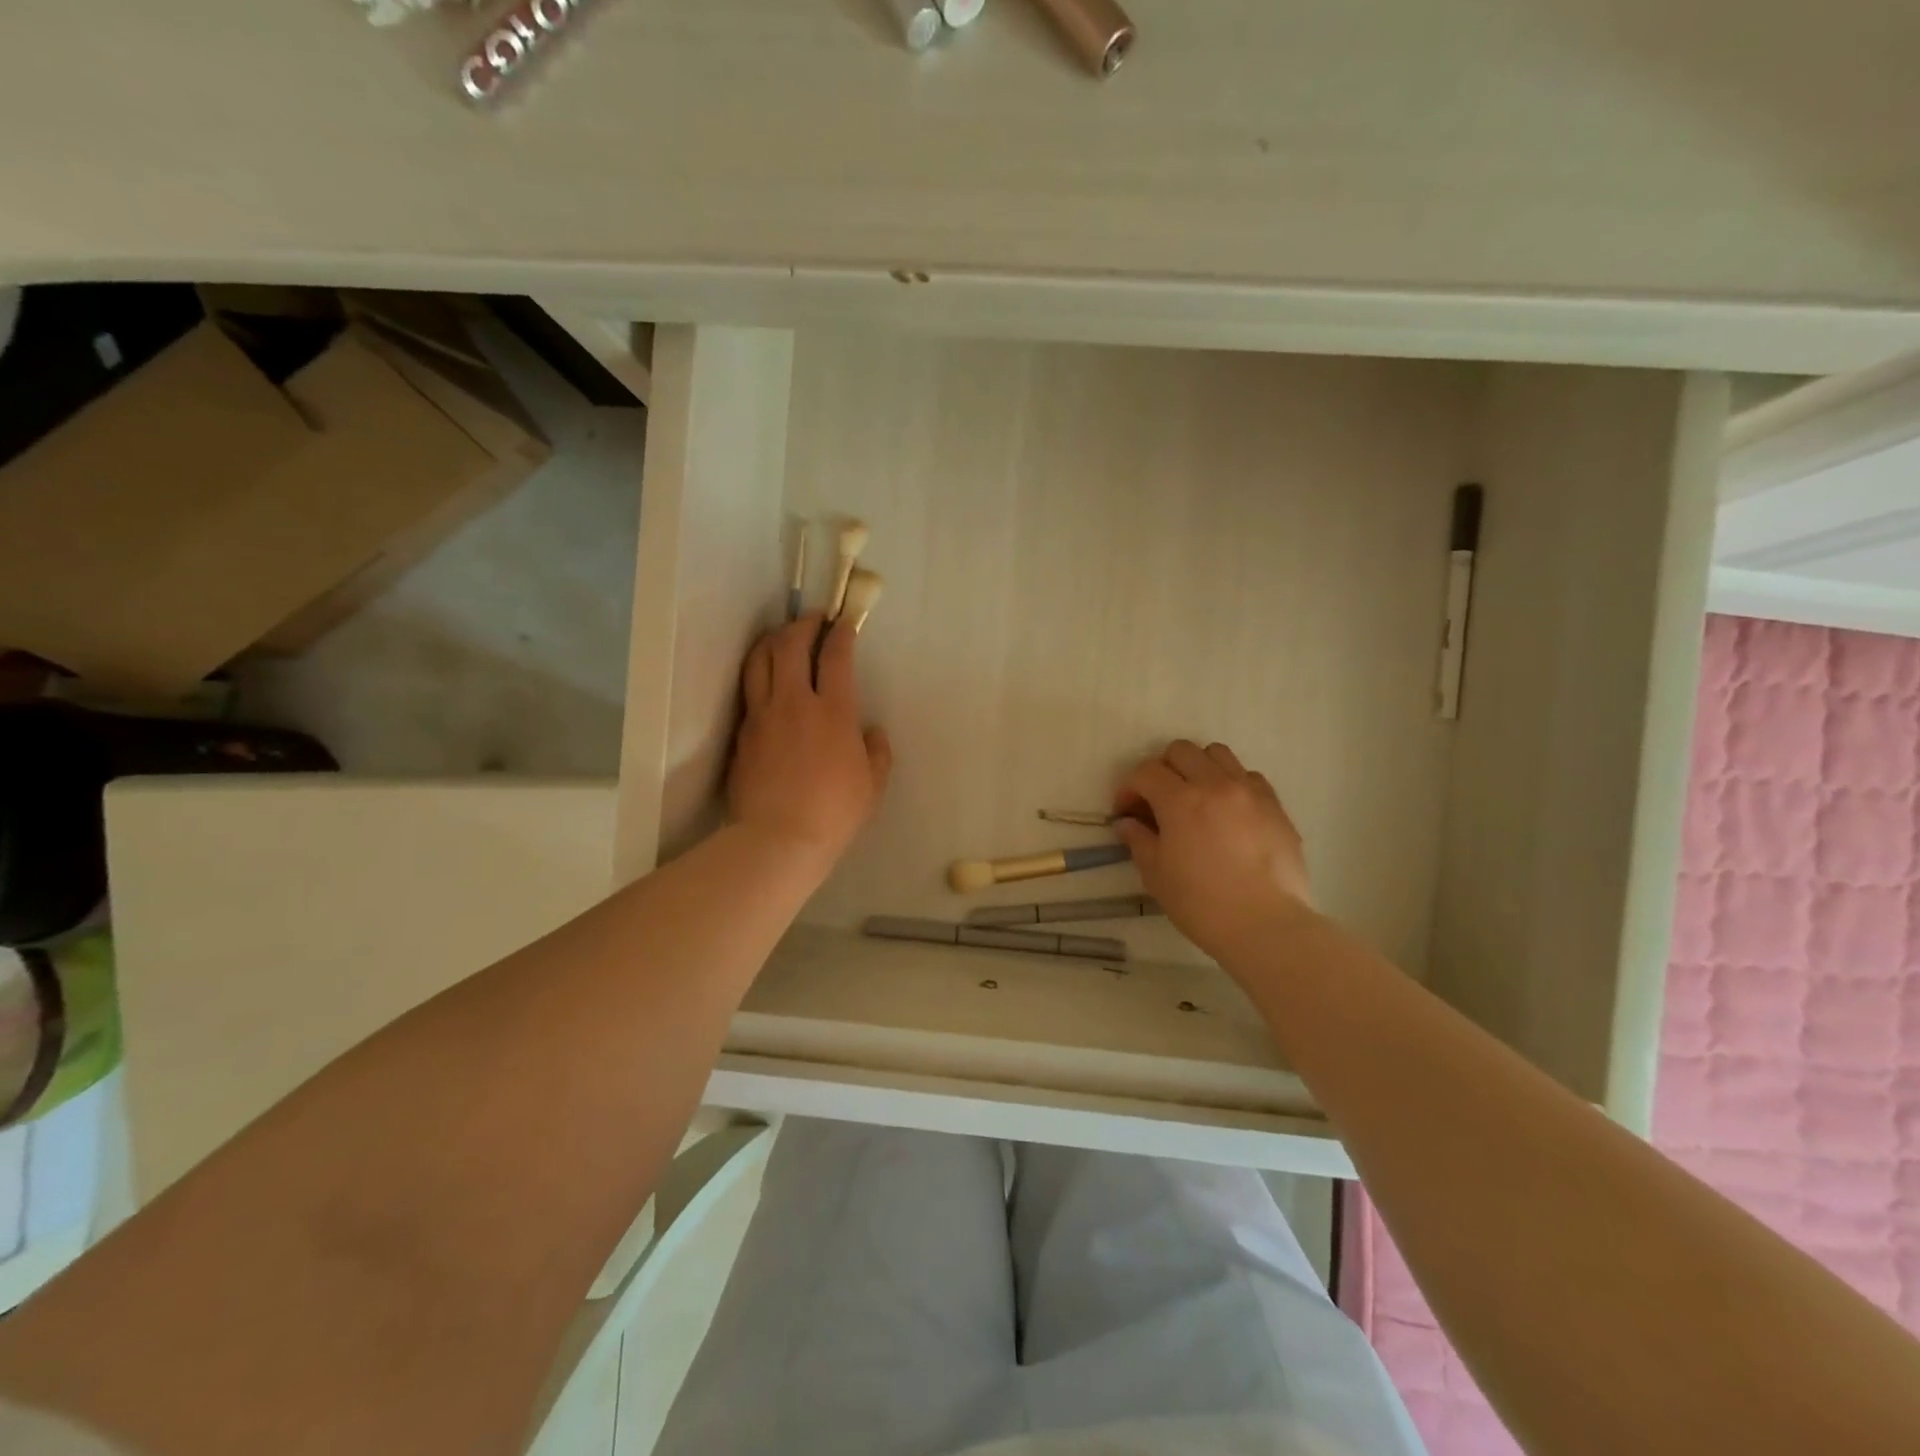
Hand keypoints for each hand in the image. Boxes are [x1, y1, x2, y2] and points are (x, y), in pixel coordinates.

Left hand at [729, 613, 892, 872]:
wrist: (779, 838)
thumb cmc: (835, 812)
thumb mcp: (873, 784)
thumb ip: (877, 751)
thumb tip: (871, 732)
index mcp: (834, 711)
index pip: (836, 655)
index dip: (841, 632)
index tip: (845, 622)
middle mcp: (795, 702)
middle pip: (791, 645)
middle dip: (804, 624)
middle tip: (813, 619)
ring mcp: (763, 715)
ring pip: (760, 660)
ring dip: (773, 640)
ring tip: (782, 637)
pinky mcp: (744, 733)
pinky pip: (749, 691)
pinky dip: (759, 674)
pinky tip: (766, 680)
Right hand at [1113, 740, 1312, 963]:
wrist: (1266, 925)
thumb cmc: (1202, 904)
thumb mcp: (1156, 875)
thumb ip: (1139, 840)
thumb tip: (1127, 822)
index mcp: (1180, 800)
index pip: (1145, 772)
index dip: (1129, 788)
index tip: (1127, 811)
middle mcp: (1215, 784)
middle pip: (1181, 751)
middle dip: (1162, 769)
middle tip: (1158, 800)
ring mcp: (1249, 792)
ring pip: (1218, 754)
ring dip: (1199, 768)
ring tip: (1196, 797)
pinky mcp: (1275, 806)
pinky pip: (1249, 776)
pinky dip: (1232, 783)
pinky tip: (1229, 812)